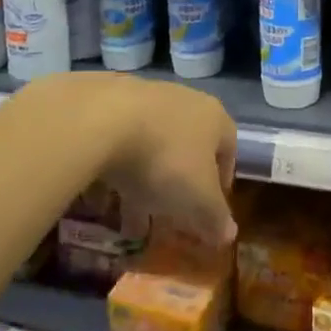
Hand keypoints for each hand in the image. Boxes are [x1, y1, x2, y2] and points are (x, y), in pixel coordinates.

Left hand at [34, 72, 238, 244]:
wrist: (101, 121)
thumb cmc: (164, 161)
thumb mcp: (197, 200)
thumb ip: (215, 219)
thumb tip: (229, 234)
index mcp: (215, 117)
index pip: (228, 151)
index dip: (220, 186)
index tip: (207, 214)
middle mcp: (186, 100)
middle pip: (188, 149)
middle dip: (177, 189)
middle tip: (165, 220)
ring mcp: (147, 96)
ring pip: (153, 147)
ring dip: (144, 182)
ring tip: (127, 220)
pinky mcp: (111, 100)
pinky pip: (121, 141)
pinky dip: (117, 169)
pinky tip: (101, 198)